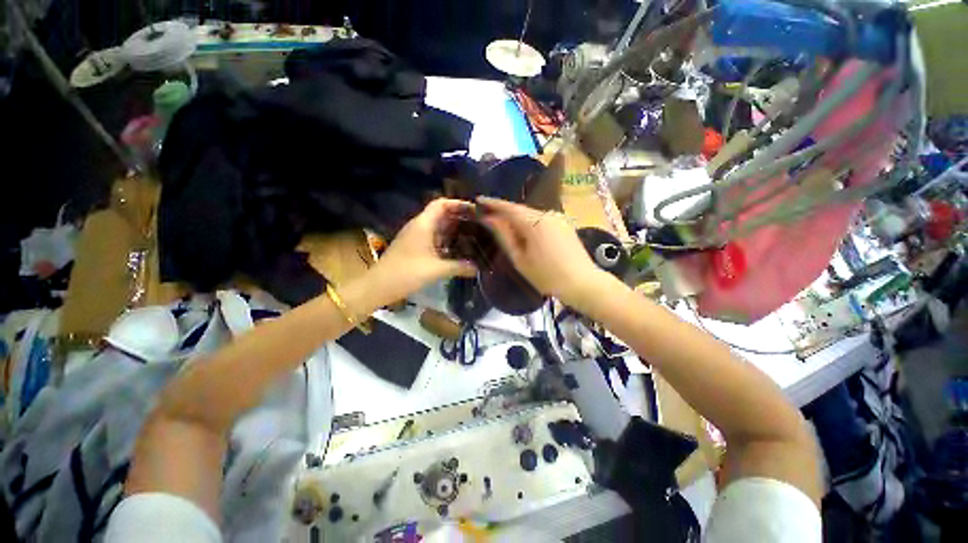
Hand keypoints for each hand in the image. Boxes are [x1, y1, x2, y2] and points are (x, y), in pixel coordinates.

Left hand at [368, 199, 476, 302]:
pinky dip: (446, 240)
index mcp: (423, 224)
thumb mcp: (436, 270)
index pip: (441, 204)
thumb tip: (477, 269)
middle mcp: (419, 226)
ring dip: (453, 230)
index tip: (474, 210)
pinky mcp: (414, 247)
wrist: (379, 285)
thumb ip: (459, 267)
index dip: (457, 203)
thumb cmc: (407, 273)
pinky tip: (457, 250)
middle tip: (478, 224)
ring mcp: (415, 237)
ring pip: (437, 227)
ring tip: (472, 235)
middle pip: (441, 214)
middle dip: (459, 217)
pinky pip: (433, 238)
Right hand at [477, 196, 603, 307]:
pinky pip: (542, 219)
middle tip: (488, 215)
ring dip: (517, 218)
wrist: (582, 283)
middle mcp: (547, 214)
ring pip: (531, 214)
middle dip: (504, 211)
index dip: (492, 203)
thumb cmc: (546, 276)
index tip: (478, 200)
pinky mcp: (565, 225)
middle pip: (520, 210)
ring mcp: (558, 219)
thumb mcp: (520, 258)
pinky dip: (529, 223)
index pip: (509, 207)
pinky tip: (523, 231)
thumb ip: (504, 236)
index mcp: (534, 222)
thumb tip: (489, 219)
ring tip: (503, 224)